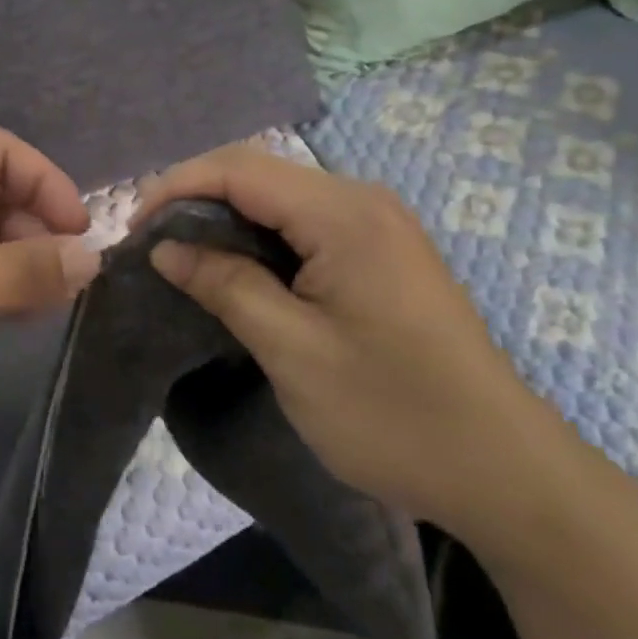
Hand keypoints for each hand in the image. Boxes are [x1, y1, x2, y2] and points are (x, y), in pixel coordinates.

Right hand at [135, 144, 549, 540]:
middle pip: (260, 173)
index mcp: (343, 213)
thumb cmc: (393, 413)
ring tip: (183, 255)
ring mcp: (379, 224)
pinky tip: (239, 268)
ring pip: (281, 196)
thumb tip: (166, 247)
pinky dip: (261, 236)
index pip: (239, 168)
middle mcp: (363, 200)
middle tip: (153, 244)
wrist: (503, 470)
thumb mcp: (292, 351)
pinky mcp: (384, 250)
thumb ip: (225, 285)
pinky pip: (307, 222)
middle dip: (197, 198)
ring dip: (228, 217)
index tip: (134, 229)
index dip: (177, 187)